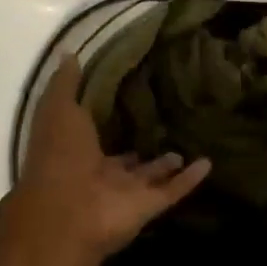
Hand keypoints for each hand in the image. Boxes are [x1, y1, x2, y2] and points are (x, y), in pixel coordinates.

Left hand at [8, 55, 211, 264]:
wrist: (67, 211)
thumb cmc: (59, 155)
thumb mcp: (58, 110)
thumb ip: (66, 85)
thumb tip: (69, 54)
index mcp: (77, 152)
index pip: (95, 134)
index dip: (109, 119)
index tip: (130, 96)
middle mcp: (101, 174)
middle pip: (125, 159)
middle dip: (140, 145)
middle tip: (163, 123)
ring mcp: (126, 193)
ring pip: (150, 177)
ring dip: (166, 164)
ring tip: (185, 145)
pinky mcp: (148, 207)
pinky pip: (173, 191)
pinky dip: (190, 179)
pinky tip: (208, 163)